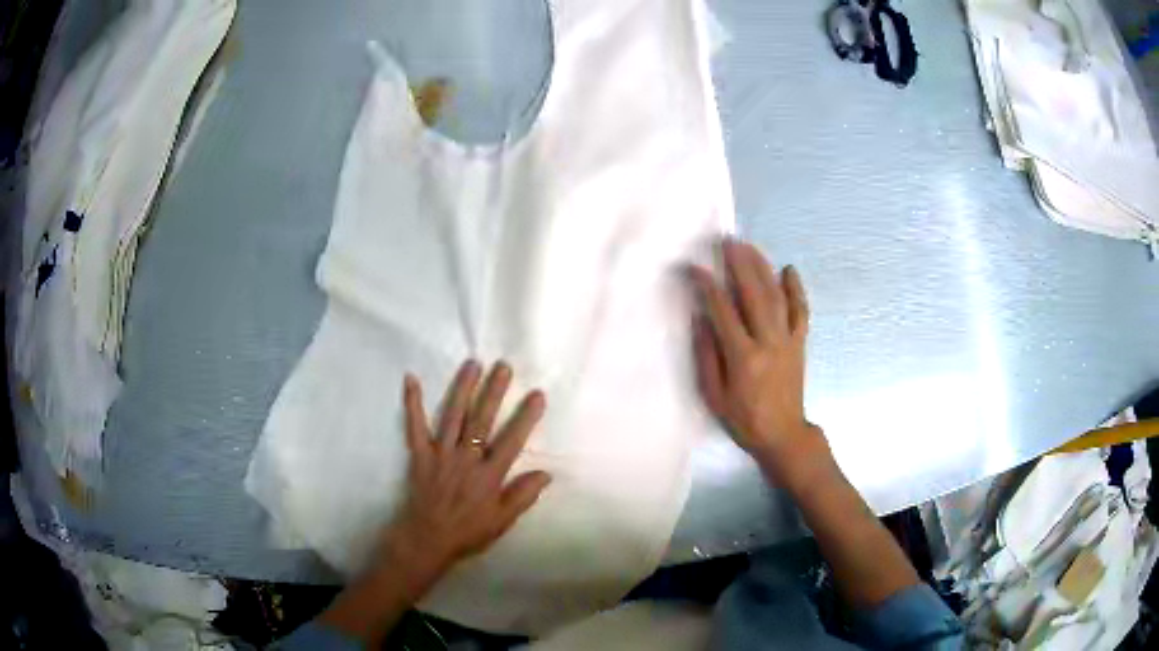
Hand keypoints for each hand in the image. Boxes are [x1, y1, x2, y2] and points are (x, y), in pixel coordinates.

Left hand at [372, 360, 551, 596]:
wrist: (427, 539)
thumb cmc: (468, 531)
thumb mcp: (502, 520)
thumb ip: (523, 496)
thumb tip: (546, 473)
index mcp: (489, 475)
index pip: (511, 441)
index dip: (525, 417)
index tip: (537, 395)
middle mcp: (466, 459)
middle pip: (481, 420)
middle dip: (493, 391)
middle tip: (503, 366)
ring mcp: (441, 454)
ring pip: (453, 416)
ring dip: (463, 388)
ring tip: (473, 364)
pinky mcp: (420, 455)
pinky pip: (415, 426)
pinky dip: (412, 403)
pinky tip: (411, 379)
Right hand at [689, 239, 826, 485]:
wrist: (783, 435)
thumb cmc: (744, 419)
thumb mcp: (714, 395)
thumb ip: (707, 356)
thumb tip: (701, 318)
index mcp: (743, 357)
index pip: (723, 311)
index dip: (708, 286)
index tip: (694, 267)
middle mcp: (768, 342)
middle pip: (754, 294)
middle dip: (740, 264)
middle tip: (727, 241)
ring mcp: (788, 340)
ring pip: (777, 296)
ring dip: (763, 268)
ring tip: (750, 247)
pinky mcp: (800, 343)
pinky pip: (801, 311)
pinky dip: (796, 289)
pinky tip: (789, 269)